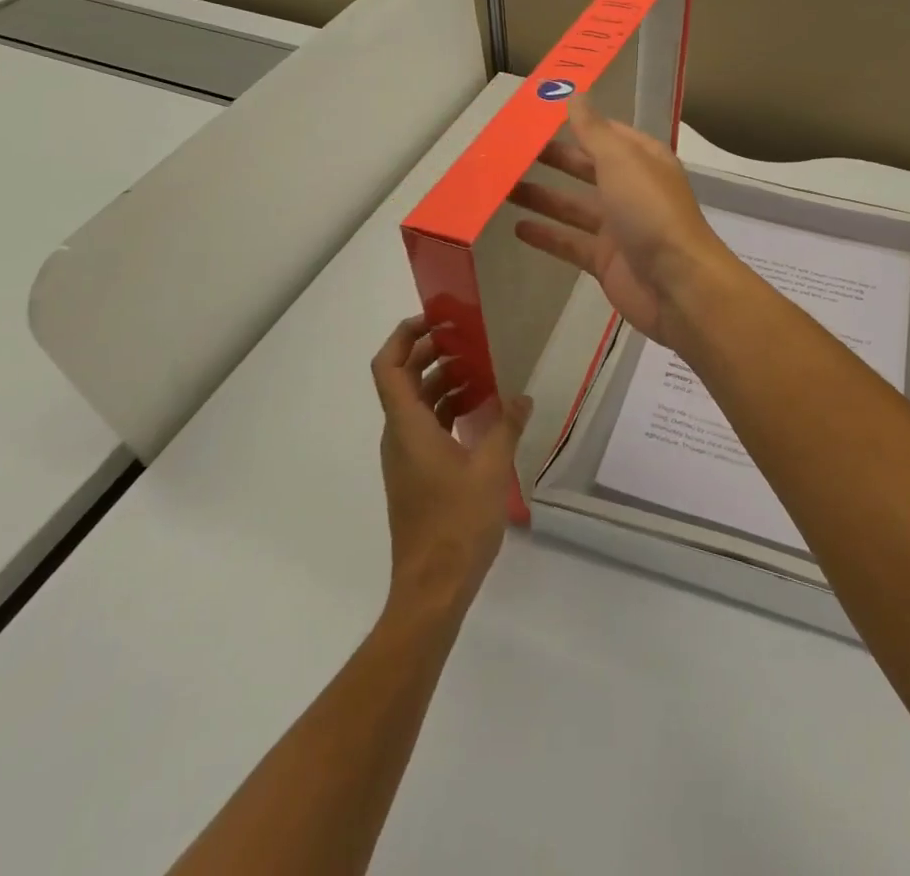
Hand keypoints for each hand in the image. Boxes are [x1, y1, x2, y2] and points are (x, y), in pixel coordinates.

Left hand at [370, 316, 532, 622]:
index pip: (388, 368)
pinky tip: (483, 412)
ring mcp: (406, 457)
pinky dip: (449, 410)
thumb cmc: (457, 523)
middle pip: (404, 381)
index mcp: (408, 427)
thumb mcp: (491, 468)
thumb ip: (506, 426)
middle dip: (430, 354)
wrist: (432, 588)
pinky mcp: (417, 475)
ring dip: (444, 382)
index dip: (403, 337)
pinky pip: (428, 427)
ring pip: (417, 404)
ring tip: (484, 370)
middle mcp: (399, 436)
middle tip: (467, 337)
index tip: (434, 320)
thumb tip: (521, 396)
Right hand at [508, 97, 740, 350]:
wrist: (677, 285)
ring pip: (574, 207)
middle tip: (510, 151)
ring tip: (502, 187)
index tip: (540, 116)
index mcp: (643, 161)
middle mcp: (632, 190)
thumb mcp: (621, 161)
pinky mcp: (606, 261)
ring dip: (542, 196)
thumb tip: (576, 95)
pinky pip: (570, 243)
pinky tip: (516, 228)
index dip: (578, 124)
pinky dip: (546, 235)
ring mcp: (619, 228)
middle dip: (554, 159)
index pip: (608, 134)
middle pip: (587, 169)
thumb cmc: (651, 212)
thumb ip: (594, 131)